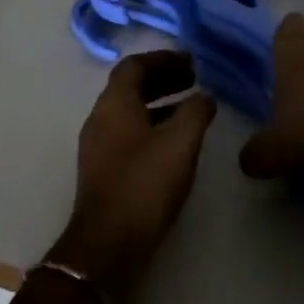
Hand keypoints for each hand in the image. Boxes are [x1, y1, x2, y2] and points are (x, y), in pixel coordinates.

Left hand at [47, 51, 216, 294]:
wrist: (107, 245)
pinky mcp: (102, 170)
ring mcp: (98, 146)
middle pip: (130, 86)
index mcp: (114, 103)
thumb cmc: (144, 184)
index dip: (162, 58)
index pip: (134, 65)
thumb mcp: (180, 143)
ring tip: (191, 109)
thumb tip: (205, 96)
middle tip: (193, 81)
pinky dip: (152, 126)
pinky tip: (174, 143)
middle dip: (162, 79)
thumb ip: (196, 112)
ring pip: (129, 111)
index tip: (190, 62)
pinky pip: (128, 133)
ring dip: (159, 103)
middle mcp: (100, 118)